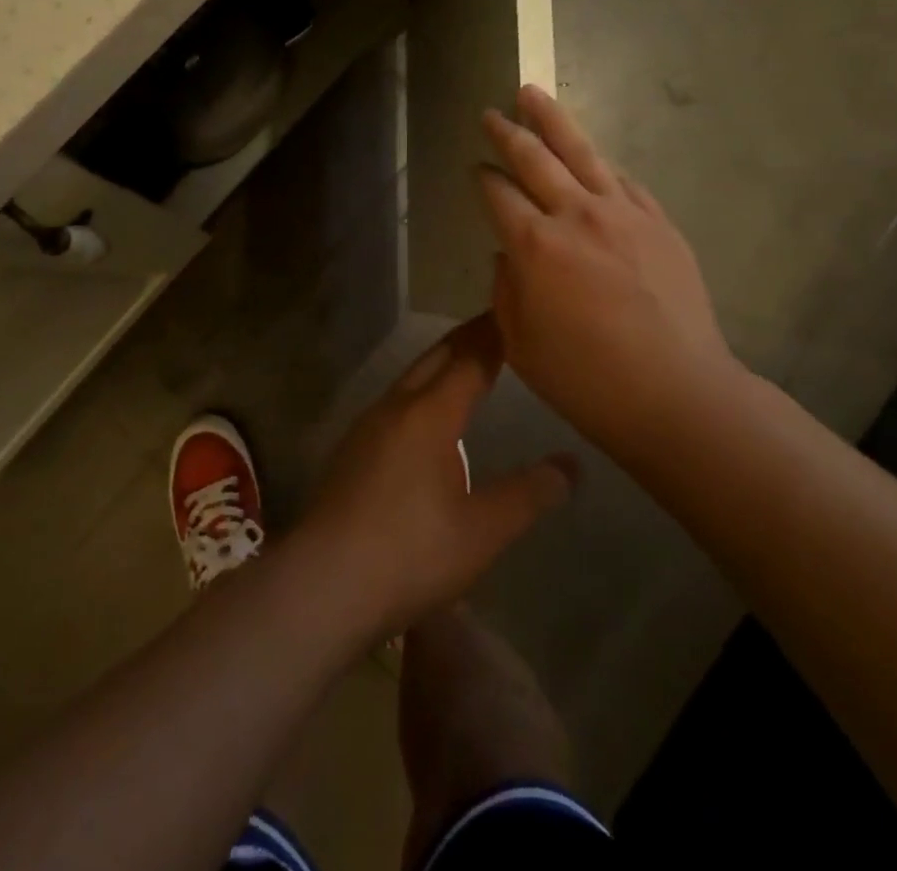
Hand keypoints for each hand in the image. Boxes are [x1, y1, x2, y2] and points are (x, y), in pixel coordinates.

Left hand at [293, 316, 576, 641]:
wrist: (324, 584)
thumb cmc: (412, 553)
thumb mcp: (483, 530)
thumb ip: (530, 494)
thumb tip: (572, 465)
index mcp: (430, 413)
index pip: (471, 358)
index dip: (495, 335)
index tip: (515, 313)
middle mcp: (396, 406)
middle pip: (436, 357)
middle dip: (467, 337)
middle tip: (497, 324)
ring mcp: (368, 426)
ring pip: (411, 377)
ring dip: (441, 362)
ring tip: (467, 363)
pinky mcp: (352, 449)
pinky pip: (395, 402)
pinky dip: (421, 389)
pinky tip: (425, 415)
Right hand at [481, 85, 736, 450]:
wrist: (677, 394)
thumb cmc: (587, 380)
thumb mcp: (521, 345)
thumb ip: (506, 290)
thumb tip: (509, 254)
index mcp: (535, 245)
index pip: (498, 194)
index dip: (482, 178)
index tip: (475, 169)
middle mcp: (576, 214)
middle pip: (535, 158)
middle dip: (508, 132)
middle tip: (491, 113)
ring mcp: (623, 212)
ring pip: (581, 151)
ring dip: (552, 120)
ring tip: (532, 94)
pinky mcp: (658, 221)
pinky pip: (622, 179)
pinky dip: (599, 162)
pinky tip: (591, 155)